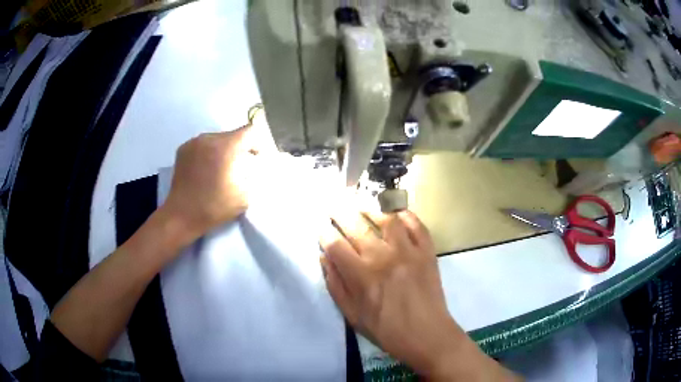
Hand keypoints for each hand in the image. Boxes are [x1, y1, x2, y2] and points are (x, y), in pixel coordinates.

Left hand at [161, 126, 255, 239]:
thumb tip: (252, 164)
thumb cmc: (215, 207)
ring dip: (221, 149)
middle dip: (237, 148)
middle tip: (236, 166)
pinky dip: (207, 152)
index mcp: (226, 148)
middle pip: (232, 134)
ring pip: (216, 138)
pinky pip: (202, 144)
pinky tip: (204, 169)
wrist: (182, 215)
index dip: (256, 143)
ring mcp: (193, 142)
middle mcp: (209, 138)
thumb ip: (252, 174)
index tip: (254, 157)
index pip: (249, 131)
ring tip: (218, 168)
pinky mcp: (183, 149)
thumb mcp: (245, 195)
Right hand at [320, 209, 518, 380]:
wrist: (427, 334)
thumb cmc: (386, 330)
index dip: (324, 233)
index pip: (335, 245)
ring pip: (386, 218)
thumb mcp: (352, 316)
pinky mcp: (427, 251)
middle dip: (340, 212)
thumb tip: (325, 258)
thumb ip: (336, 286)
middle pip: (356, 225)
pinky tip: (396, 213)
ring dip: (370, 208)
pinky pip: (416, 224)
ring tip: (361, 204)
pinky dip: (405, 214)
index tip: (320, 228)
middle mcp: (382, 257)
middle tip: (333, 205)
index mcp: (361, 276)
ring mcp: (408, 251)